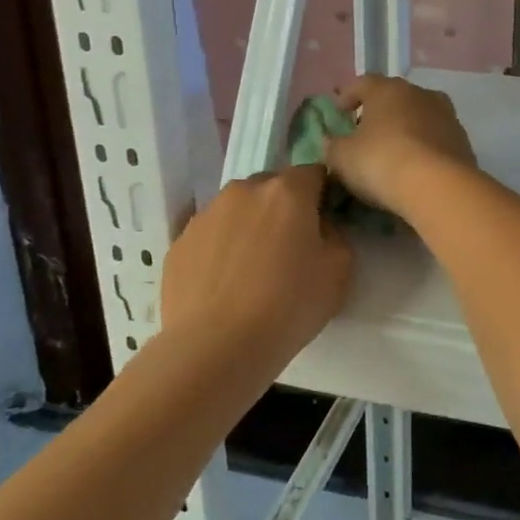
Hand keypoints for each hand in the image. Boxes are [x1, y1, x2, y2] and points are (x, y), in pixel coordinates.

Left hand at [156, 166, 351, 368]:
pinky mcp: (179, 242)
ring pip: (238, 209)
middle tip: (290, 247)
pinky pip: (211, 235)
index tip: (325, 222)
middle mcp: (244, 190)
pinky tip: (226, 284)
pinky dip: (222, 248)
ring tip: (253, 268)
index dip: (323, 194)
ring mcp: (206, 214)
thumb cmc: (289, 305)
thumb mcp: (340, 270)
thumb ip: (336, 234)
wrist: (216, 347)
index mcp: (287, 191)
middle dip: (284, 208)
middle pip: (272, 187)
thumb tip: (320, 227)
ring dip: (250, 226)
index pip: (314, 172)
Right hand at [326, 76, 476, 216]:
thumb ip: (332, 145)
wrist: (439, 186)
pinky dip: (424, 147)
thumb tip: (331, 141)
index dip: (348, 95)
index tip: (339, 112)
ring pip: (419, 116)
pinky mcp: (463, 140)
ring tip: (393, 150)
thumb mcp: (342, 157)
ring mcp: (446, 116)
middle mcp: (420, 94)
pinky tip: (416, 166)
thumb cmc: (382, 162)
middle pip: (395, 97)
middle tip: (365, 132)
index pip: (363, 82)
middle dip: (379, 112)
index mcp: (388, 89)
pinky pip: (436, 138)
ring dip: (405, 128)